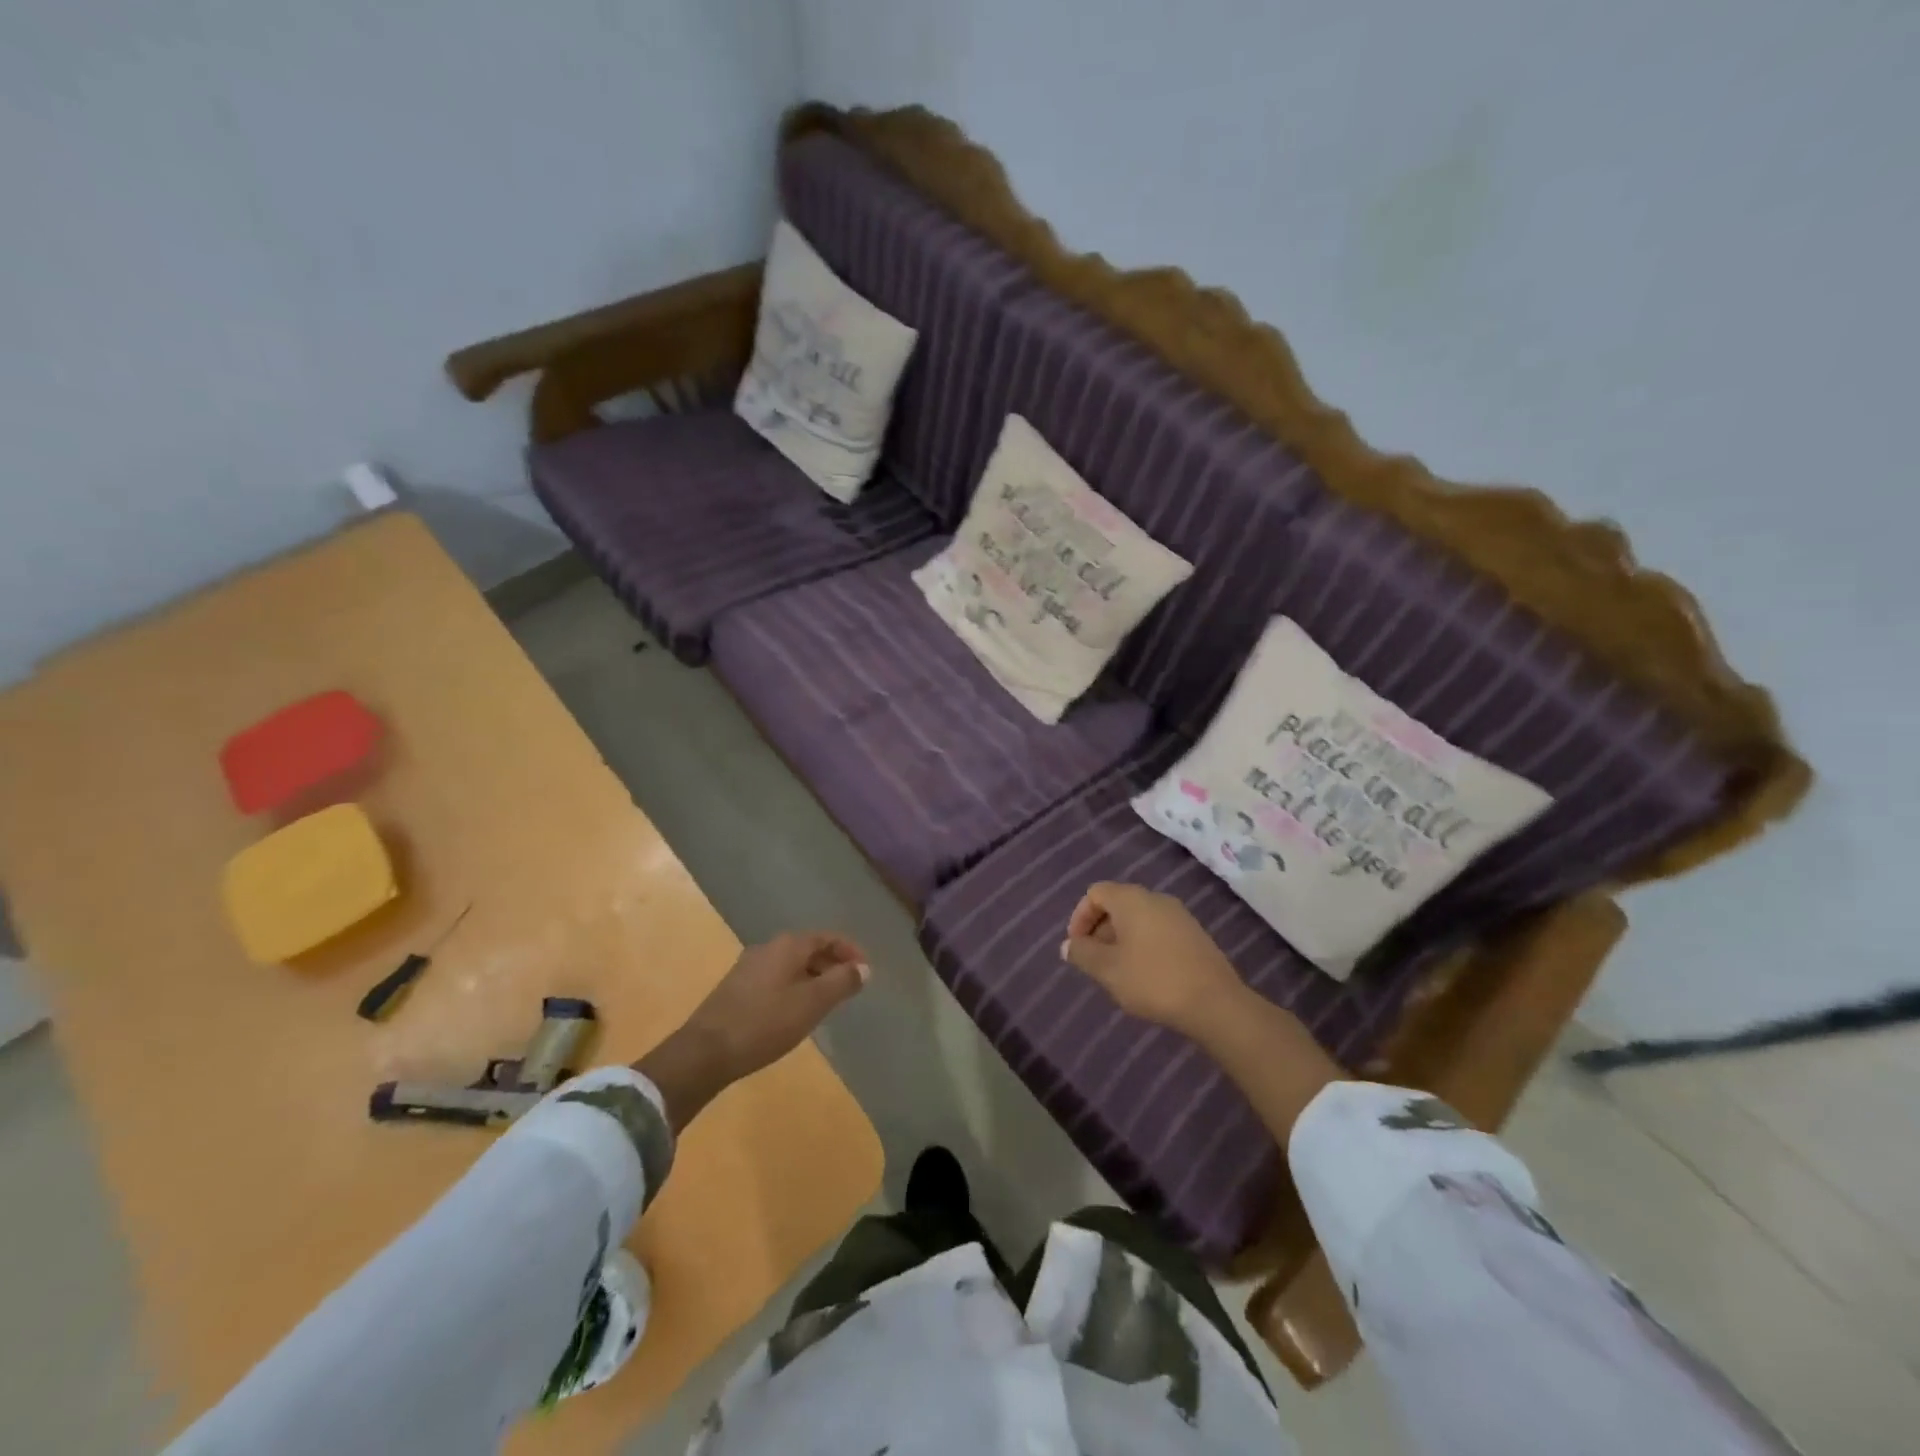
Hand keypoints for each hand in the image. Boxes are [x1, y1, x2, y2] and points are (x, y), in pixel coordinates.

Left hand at [685, 932, 869, 1081]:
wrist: (705, 1052)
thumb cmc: (765, 1023)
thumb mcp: (812, 1003)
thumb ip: (842, 982)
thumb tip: (863, 968)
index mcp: (788, 945)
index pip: (827, 937)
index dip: (850, 952)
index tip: (866, 973)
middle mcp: (768, 948)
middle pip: (809, 949)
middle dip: (832, 965)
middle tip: (850, 989)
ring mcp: (748, 967)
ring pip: (791, 965)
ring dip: (813, 978)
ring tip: (827, 1004)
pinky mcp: (736, 988)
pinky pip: (776, 979)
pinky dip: (794, 988)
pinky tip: (795, 1013)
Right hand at [1062, 883, 1249, 1039]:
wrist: (1215, 1004)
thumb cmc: (1153, 980)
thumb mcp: (1107, 970)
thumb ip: (1082, 953)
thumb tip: (1068, 945)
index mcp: (1132, 899)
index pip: (1095, 893)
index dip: (1080, 918)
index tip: (1077, 948)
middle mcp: (1156, 898)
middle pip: (1117, 904)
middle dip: (1099, 930)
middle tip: (1094, 962)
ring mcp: (1179, 916)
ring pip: (1138, 919)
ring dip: (1121, 940)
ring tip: (1117, 973)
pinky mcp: (1195, 935)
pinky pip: (1158, 931)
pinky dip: (1143, 946)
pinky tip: (1145, 976)